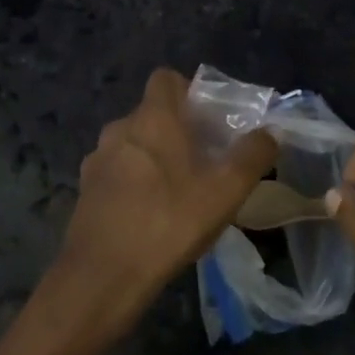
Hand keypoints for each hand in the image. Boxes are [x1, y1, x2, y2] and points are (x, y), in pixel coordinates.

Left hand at [50, 68, 277, 344]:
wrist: (102, 276)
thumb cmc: (169, 222)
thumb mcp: (225, 191)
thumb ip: (252, 156)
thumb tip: (269, 133)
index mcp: (152, 118)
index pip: (165, 78)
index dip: (188, 90)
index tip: (208, 119)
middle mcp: (120, 128)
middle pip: (152, 114)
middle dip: (177, 130)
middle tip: (203, 160)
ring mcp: (97, 160)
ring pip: (132, 144)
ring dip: (154, 157)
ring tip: (178, 191)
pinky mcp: (85, 191)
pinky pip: (116, 172)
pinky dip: (133, 182)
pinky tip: (150, 216)